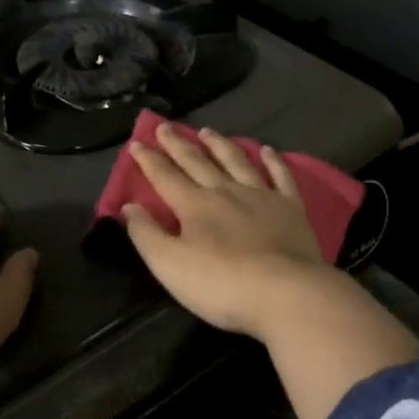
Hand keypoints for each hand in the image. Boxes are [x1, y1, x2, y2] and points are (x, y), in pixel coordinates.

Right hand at [121, 124, 330, 340]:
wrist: (286, 292)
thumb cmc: (222, 284)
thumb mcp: (170, 266)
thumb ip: (147, 235)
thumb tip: (128, 206)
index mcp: (194, 205)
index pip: (165, 177)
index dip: (149, 160)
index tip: (136, 143)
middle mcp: (225, 191)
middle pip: (197, 162)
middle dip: (178, 144)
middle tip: (164, 126)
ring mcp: (261, 195)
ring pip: (236, 161)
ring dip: (220, 145)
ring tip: (207, 132)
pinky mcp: (290, 207)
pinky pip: (280, 176)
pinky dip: (273, 161)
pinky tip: (267, 150)